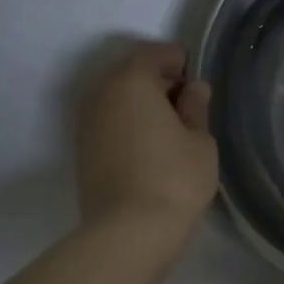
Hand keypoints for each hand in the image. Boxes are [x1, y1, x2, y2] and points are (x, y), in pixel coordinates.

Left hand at [76, 40, 217, 232]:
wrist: (130, 230)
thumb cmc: (175, 178)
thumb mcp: (200, 141)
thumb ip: (196, 108)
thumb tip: (193, 88)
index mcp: (131, 81)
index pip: (151, 53)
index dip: (176, 60)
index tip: (195, 77)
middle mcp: (100, 94)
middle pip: (129, 73)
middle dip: (157, 81)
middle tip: (186, 103)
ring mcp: (86, 123)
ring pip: (116, 99)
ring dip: (140, 104)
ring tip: (170, 128)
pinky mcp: (83, 150)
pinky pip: (109, 122)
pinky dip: (128, 124)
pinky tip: (150, 147)